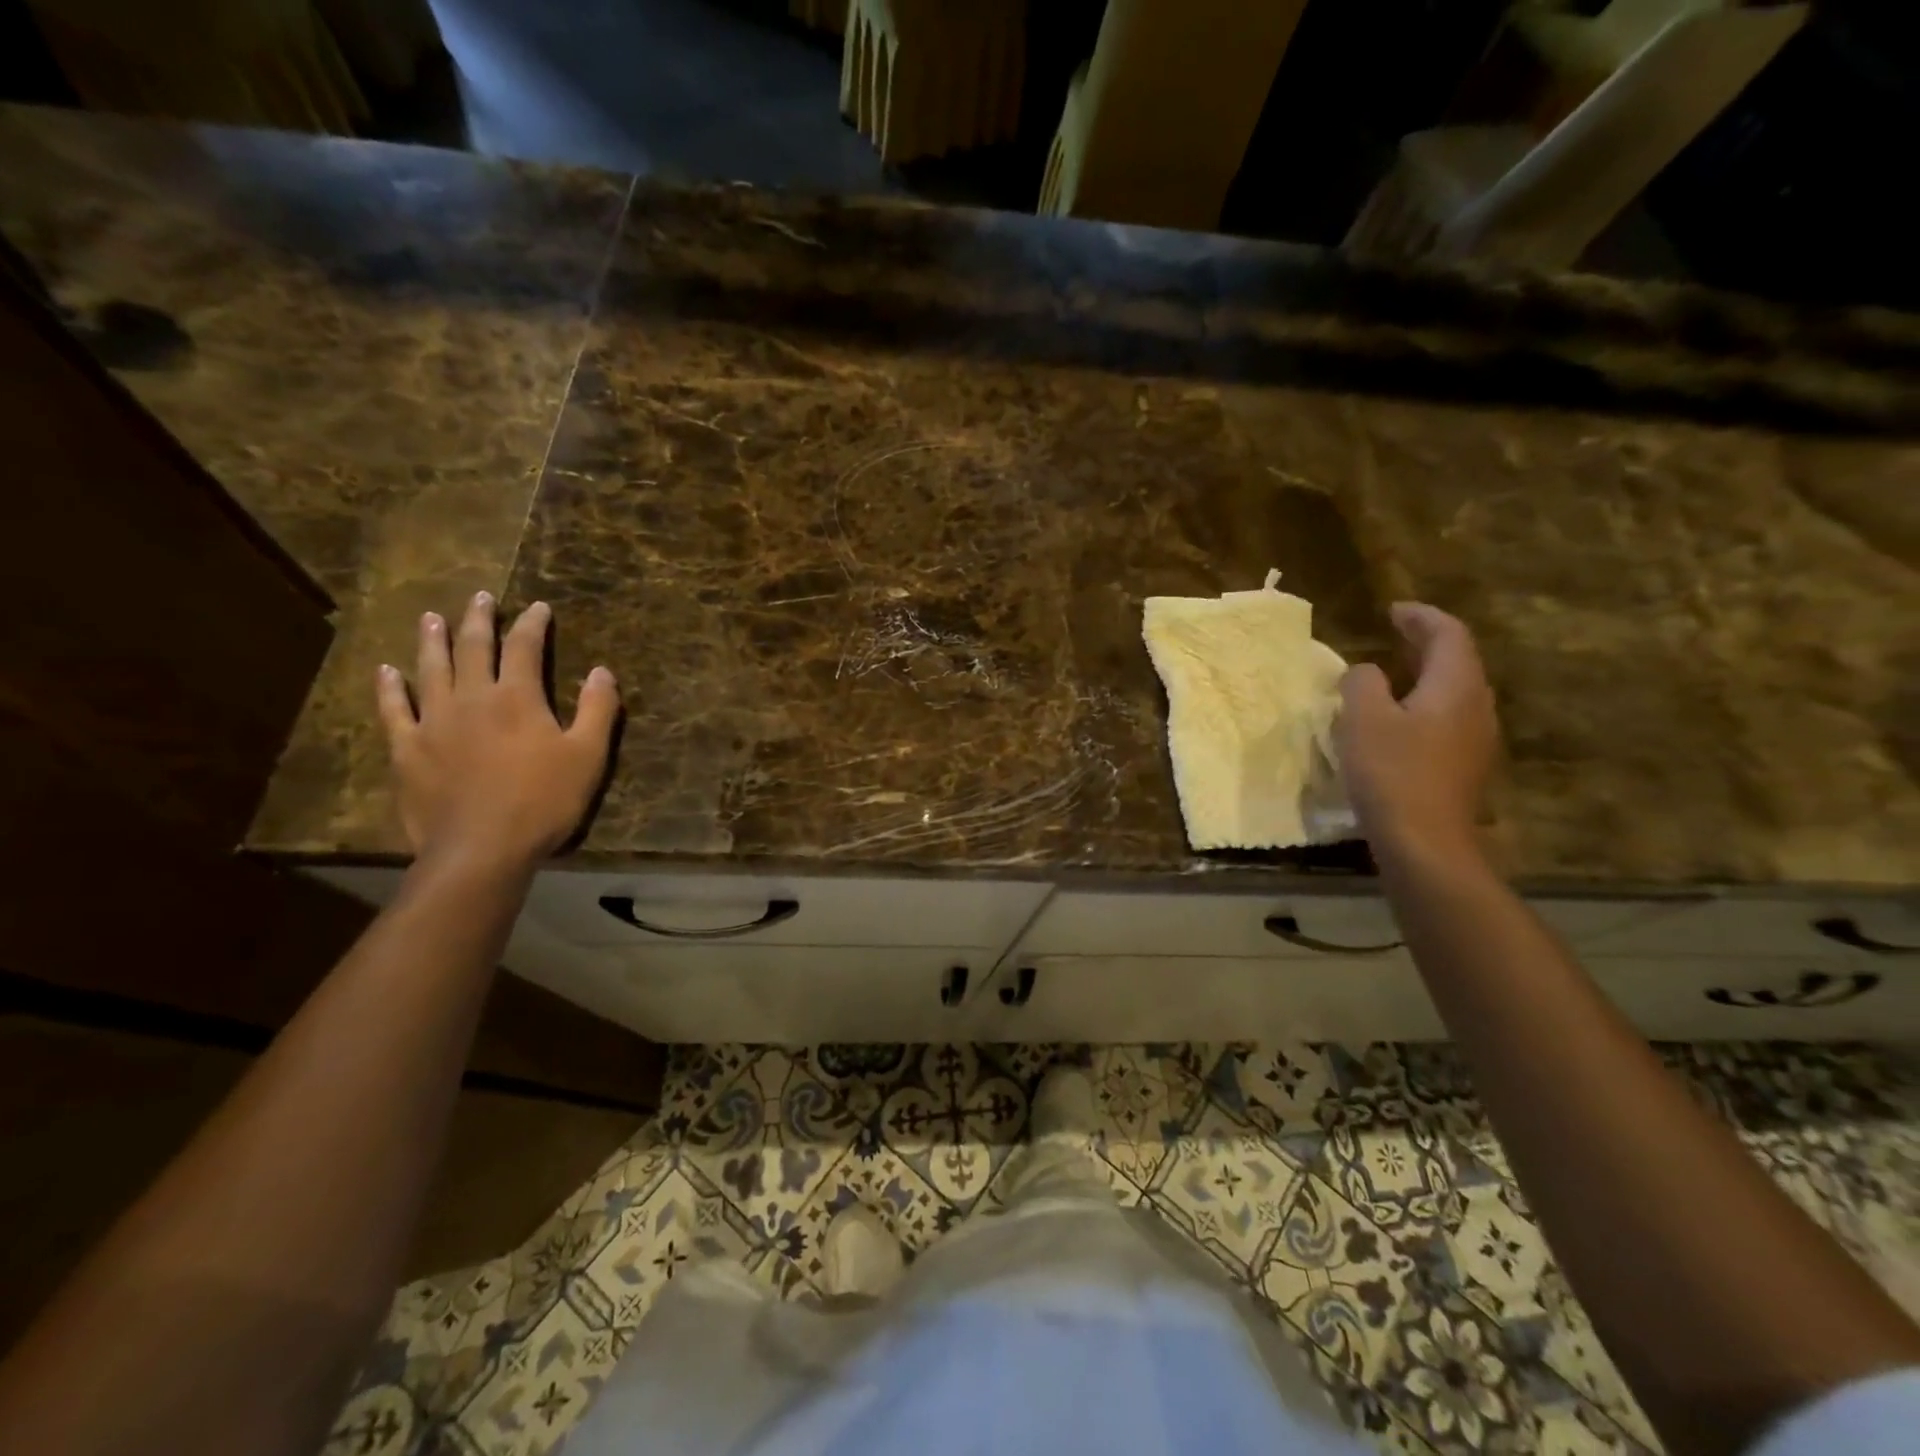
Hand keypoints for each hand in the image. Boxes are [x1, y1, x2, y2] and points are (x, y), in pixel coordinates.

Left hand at [377, 592, 618, 870]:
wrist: (482, 847)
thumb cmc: (544, 801)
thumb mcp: (588, 756)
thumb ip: (597, 710)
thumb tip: (602, 671)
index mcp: (517, 698)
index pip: (524, 647)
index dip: (532, 624)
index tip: (539, 607)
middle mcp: (471, 698)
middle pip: (473, 648)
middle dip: (479, 619)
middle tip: (480, 597)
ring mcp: (433, 722)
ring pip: (430, 669)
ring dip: (433, 640)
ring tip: (433, 617)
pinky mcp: (408, 749)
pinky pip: (394, 710)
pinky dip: (390, 688)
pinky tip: (387, 671)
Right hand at [1336, 602, 1497, 859]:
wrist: (1425, 842)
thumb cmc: (1392, 772)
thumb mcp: (1362, 719)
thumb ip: (1362, 684)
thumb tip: (1367, 672)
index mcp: (1456, 687)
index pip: (1448, 634)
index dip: (1421, 617)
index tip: (1393, 610)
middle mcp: (1476, 707)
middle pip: (1459, 661)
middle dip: (1427, 642)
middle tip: (1395, 633)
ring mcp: (1476, 739)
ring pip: (1455, 691)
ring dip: (1426, 674)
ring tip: (1395, 673)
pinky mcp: (1465, 767)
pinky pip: (1449, 718)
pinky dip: (1426, 703)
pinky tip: (1400, 719)